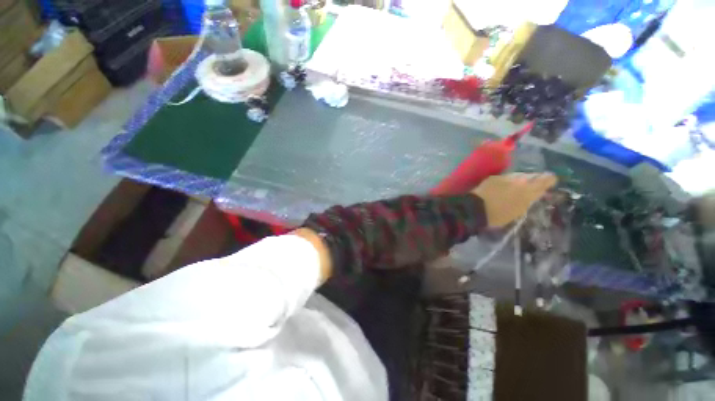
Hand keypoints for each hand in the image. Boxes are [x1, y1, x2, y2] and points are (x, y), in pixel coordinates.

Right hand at [471, 173, 556, 227]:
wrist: (476, 211)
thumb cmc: (486, 191)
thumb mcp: (498, 179)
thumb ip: (512, 178)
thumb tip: (522, 177)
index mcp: (526, 188)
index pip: (545, 182)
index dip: (548, 178)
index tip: (550, 175)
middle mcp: (528, 200)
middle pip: (539, 192)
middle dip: (539, 187)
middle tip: (536, 183)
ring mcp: (520, 210)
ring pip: (529, 201)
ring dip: (528, 195)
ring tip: (520, 192)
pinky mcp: (512, 218)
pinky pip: (520, 208)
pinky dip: (518, 203)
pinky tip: (510, 201)